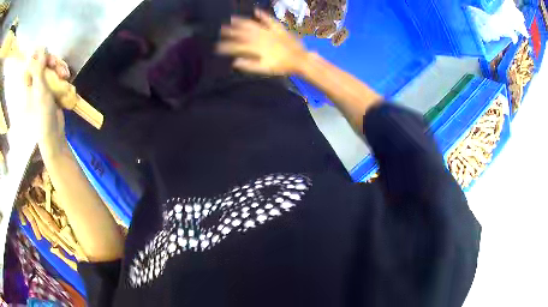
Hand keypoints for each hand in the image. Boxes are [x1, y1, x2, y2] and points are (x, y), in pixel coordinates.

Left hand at [25, 49, 70, 153]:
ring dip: (59, 67)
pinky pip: (56, 73)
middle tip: (58, 66)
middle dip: (52, 61)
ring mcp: (42, 85)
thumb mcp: (40, 91)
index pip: (31, 62)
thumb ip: (39, 69)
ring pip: (50, 66)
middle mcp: (33, 82)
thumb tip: (40, 47)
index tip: (47, 56)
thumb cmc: (43, 115)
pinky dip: (62, 73)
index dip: (39, 55)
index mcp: (27, 84)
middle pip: (42, 61)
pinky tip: (66, 77)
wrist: (53, 135)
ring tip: (65, 75)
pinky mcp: (50, 88)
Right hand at [217, 9, 308, 74]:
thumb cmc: (282, 66)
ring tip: (232, 19)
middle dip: (230, 31)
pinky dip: (262, 15)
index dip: (226, 46)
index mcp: (256, 48)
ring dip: (241, 21)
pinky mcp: (278, 28)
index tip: (217, 47)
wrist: (300, 59)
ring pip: (252, 24)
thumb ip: (249, 65)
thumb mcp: (265, 69)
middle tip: (221, 29)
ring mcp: (269, 31)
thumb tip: (235, 62)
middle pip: (242, 33)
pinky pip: (269, 20)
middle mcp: (260, 37)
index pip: (237, 46)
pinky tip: (256, 11)